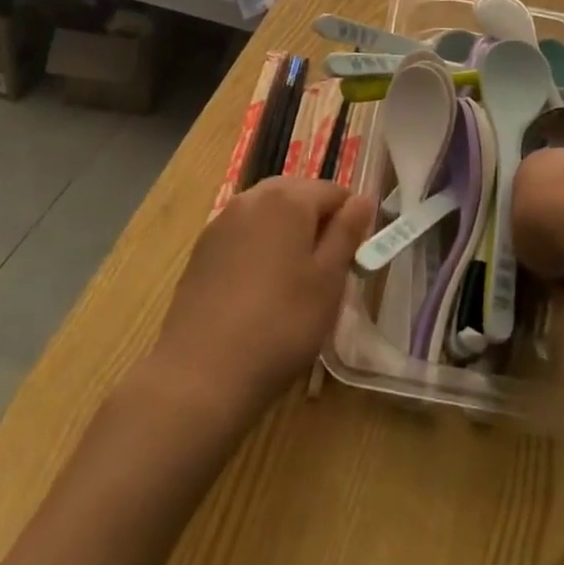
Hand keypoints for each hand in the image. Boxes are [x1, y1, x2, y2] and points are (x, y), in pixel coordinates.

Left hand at [155, 178, 373, 416]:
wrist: (201, 373)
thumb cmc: (281, 324)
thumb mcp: (328, 280)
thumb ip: (347, 233)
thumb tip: (362, 199)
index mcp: (288, 198)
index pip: (334, 191)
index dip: (350, 221)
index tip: (351, 259)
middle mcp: (252, 198)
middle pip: (297, 195)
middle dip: (316, 223)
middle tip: (325, 270)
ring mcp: (221, 222)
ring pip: (268, 214)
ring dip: (286, 234)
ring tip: (293, 281)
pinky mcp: (202, 250)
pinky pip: (242, 235)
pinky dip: (258, 249)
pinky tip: (259, 290)